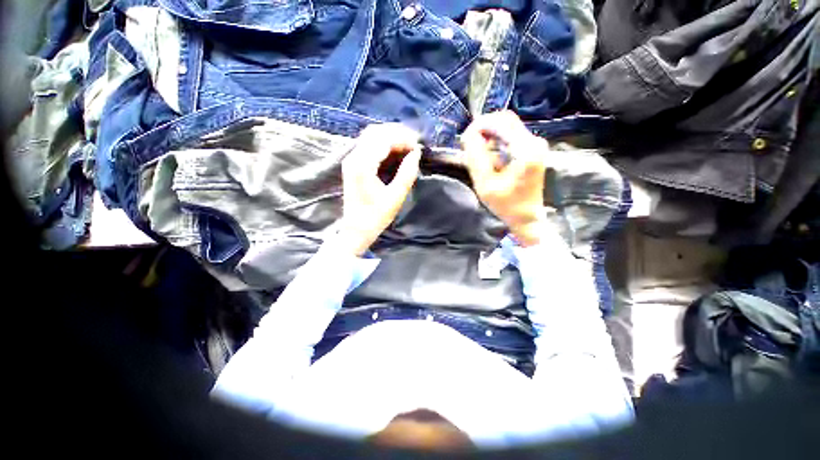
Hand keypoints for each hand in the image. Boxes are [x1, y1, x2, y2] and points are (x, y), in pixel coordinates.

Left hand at [338, 124, 421, 255]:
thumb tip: (416, 153)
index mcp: (362, 165)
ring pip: (371, 136)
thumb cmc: (376, 217)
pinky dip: (384, 144)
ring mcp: (351, 160)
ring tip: (407, 145)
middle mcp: (353, 157)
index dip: (402, 138)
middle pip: (375, 132)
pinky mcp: (353, 164)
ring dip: (390, 137)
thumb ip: (407, 174)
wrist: (356, 229)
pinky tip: (396, 150)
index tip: (418, 146)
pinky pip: (368, 145)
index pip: (383, 140)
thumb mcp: (395, 197)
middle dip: (397, 133)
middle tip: (414, 143)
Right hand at [461, 111, 548, 246]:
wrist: (527, 217)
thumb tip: (468, 135)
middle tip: (469, 144)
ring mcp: (535, 144)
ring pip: (507, 126)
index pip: (500, 122)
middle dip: (483, 128)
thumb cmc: (506, 204)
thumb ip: (475, 158)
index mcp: (526, 149)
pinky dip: (496, 140)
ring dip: (488, 134)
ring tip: (476, 150)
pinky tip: (488, 154)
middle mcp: (534, 141)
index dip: (479, 126)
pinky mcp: (532, 149)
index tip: (464, 140)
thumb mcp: (485, 184)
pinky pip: (510, 135)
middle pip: (505, 120)